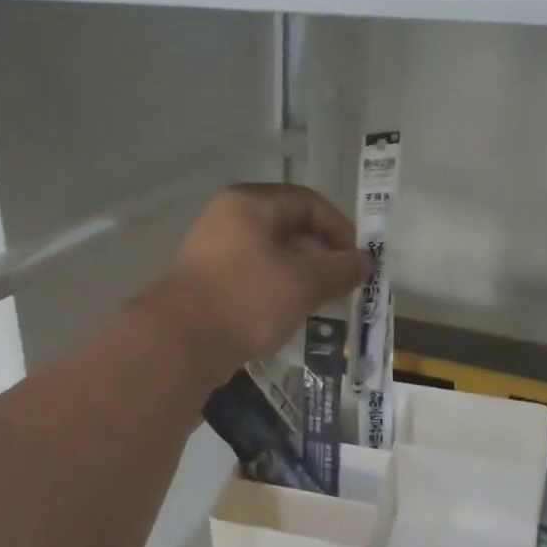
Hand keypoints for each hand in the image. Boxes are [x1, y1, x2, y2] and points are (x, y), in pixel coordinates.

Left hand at [141, 185, 371, 385]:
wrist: (179, 343)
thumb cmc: (247, 300)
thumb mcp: (303, 283)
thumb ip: (341, 269)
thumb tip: (367, 261)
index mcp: (251, 204)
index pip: (309, 202)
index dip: (340, 229)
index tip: (358, 261)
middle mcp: (230, 217)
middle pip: (291, 226)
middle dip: (323, 254)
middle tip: (344, 284)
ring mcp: (216, 249)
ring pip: (274, 253)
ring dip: (304, 274)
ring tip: (324, 301)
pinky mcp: (210, 280)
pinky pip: (256, 274)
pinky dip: (280, 287)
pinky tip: (292, 312)